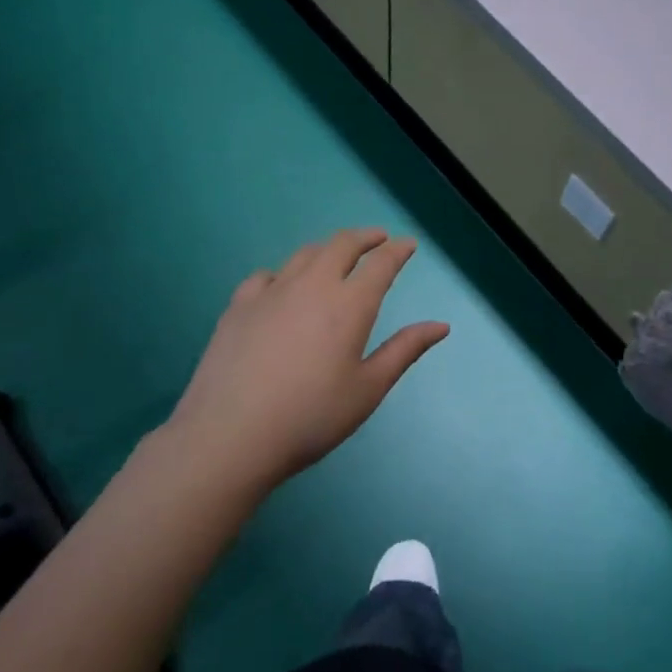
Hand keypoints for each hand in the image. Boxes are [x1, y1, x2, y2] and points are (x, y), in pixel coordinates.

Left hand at [165, 228, 449, 496]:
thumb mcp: (368, 389)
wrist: (230, 435)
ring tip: (336, 256)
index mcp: (350, 304)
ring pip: (304, 254)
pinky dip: (284, 273)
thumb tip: (440, 326)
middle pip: (341, 244)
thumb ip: (404, 350)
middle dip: (364, 237)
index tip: (408, 245)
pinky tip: (282, 286)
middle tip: (377, 239)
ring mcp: (271, 291)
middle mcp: (313, 285)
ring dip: (328, 249)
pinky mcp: (239, 305)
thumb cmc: (310, 417)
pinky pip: (266, 275)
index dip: (398, 250)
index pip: (381, 263)